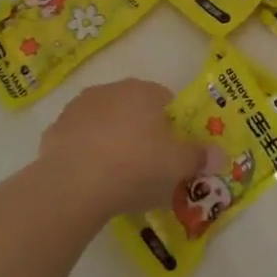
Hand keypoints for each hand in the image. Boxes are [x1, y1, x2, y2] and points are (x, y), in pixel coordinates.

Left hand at [37, 78, 217, 219]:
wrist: (73, 186)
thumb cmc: (136, 167)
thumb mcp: (178, 166)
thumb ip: (200, 157)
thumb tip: (221, 155)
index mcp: (143, 92)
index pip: (166, 100)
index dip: (173, 126)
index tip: (174, 152)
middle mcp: (110, 90)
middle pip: (134, 108)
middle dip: (142, 131)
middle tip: (149, 166)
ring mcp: (78, 108)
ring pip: (105, 122)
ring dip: (112, 140)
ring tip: (118, 175)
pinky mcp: (54, 130)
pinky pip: (79, 140)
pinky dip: (87, 154)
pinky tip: (91, 179)